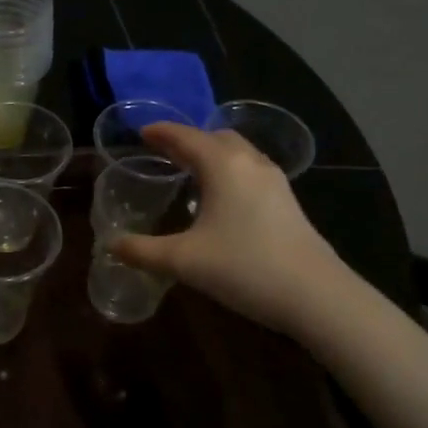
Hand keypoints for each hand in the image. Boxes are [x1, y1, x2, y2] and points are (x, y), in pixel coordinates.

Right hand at [111, 123, 346, 336]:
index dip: (161, 132)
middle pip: (216, 138)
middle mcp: (250, 163)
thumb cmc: (244, 267)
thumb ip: (143, 251)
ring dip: (212, 154)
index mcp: (223, 165)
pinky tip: (220, 198)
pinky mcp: (287, 202)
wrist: (316, 294)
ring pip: (238, 153)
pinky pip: (250, 171)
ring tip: (189, 171)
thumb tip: (111, 245)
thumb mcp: (184, 261)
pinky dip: (229, 171)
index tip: (141, 132)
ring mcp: (274, 181)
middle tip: (163, 152)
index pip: (186, 137)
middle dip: (188, 140)